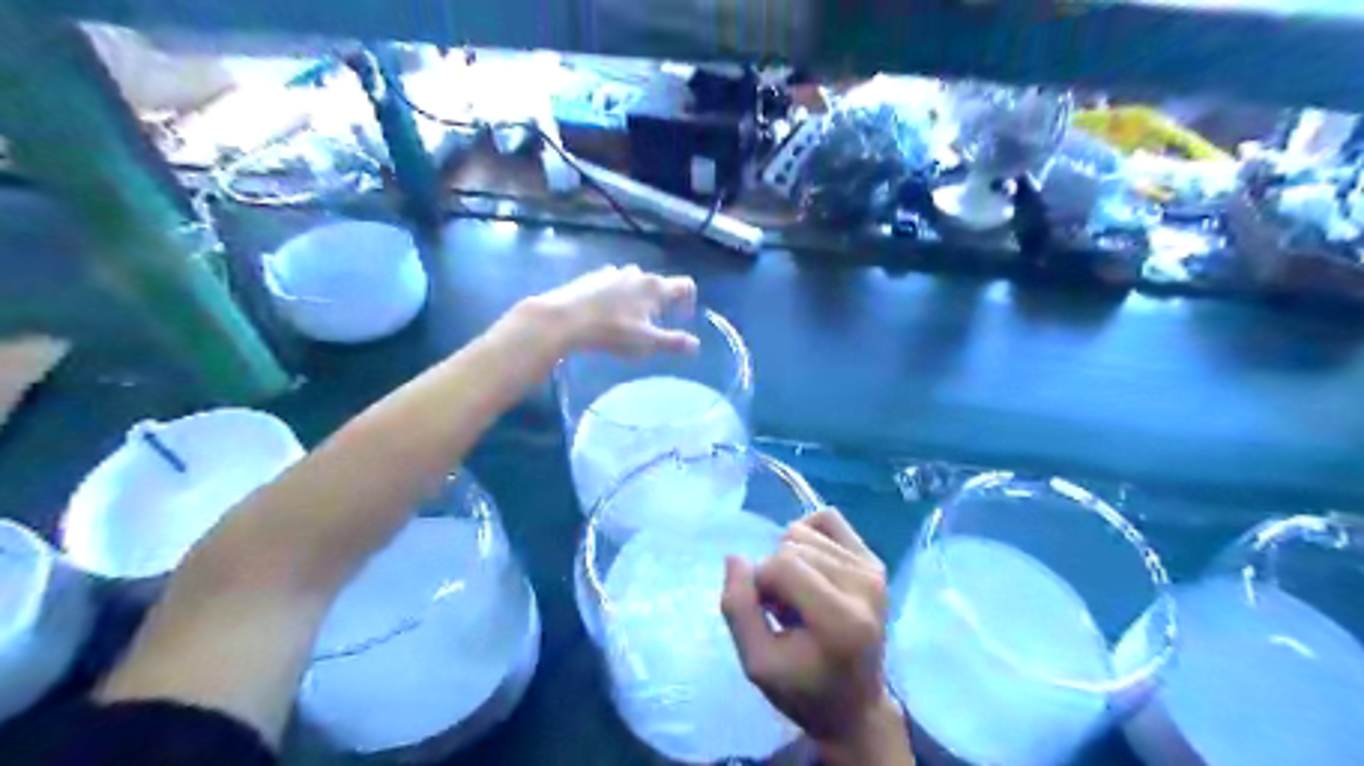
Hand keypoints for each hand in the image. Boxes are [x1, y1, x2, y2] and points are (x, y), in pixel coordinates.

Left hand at [525, 264, 696, 356]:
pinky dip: (617, 296)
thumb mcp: (646, 342)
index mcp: (655, 287)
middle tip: (652, 326)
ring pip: (635, 283)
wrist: (564, 318)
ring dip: (638, 299)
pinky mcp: (592, 276)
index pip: (685, 285)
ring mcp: (613, 272)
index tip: (682, 319)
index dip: (689, 301)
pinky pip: (614, 284)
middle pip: (659, 284)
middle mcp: (638, 273)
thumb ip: (673, 342)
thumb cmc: (611, 332)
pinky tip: (605, 315)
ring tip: (628, 321)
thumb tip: (696, 345)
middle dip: (661, 303)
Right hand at [717, 508, 907, 765]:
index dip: (759, 584)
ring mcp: (873, 570)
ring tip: (798, 596)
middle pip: (792, 545)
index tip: (765, 613)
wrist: (855, 705)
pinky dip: (807, 533)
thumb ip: (738, 609)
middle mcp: (864, 586)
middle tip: (782, 610)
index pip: (780, 565)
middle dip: (774, 572)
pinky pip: (828, 519)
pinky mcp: (874, 562)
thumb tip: (735, 558)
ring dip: (789, 559)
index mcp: (840, 619)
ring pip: (804, 532)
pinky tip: (809, 566)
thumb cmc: (803, 689)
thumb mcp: (756, 664)